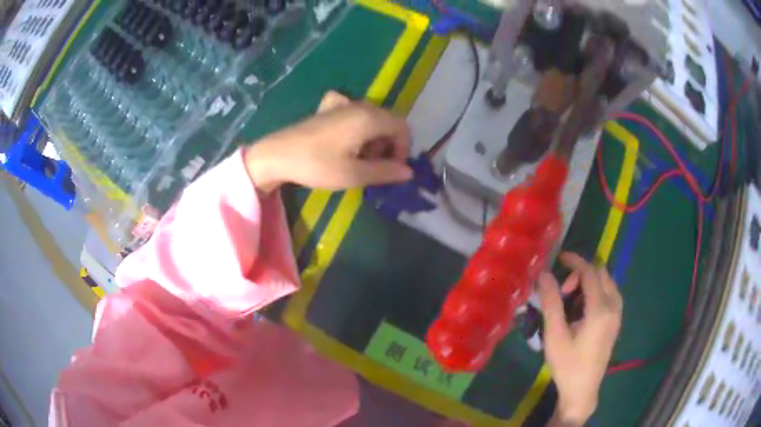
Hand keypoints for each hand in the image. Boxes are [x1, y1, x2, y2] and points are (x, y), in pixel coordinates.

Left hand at [244, 91, 412, 192]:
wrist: (277, 155)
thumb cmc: (316, 164)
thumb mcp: (354, 174)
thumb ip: (385, 172)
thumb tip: (409, 172)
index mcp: (369, 118)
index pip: (402, 127)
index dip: (403, 149)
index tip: (391, 169)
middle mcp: (359, 106)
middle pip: (388, 122)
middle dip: (388, 146)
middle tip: (373, 167)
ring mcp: (342, 104)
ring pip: (372, 119)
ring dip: (373, 139)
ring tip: (357, 159)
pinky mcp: (328, 109)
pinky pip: (353, 112)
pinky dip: (357, 126)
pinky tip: (346, 138)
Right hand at [537, 253, 622, 425]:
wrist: (582, 390)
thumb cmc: (567, 364)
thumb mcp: (555, 335)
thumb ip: (551, 303)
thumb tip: (544, 274)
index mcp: (600, 309)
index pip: (590, 273)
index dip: (575, 261)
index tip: (560, 257)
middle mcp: (613, 307)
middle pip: (602, 274)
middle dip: (582, 273)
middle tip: (562, 289)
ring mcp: (617, 315)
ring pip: (608, 283)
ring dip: (591, 281)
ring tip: (572, 297)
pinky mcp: (616, 322)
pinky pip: (611, 294)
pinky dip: (598, 290)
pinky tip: (584, 307)